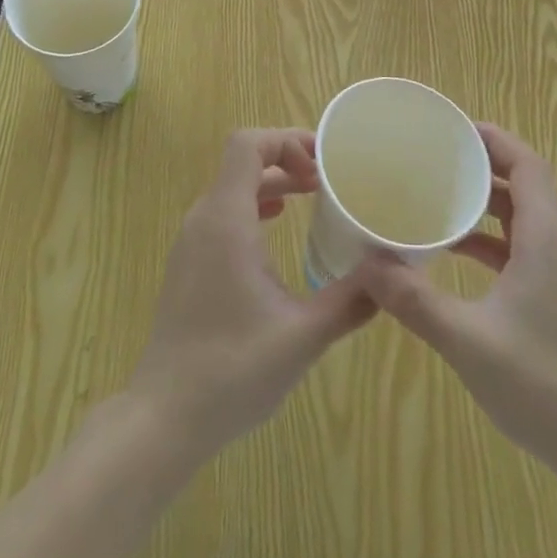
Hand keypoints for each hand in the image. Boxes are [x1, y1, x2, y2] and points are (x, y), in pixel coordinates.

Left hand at [126, 128, 375, 461]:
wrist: (163, 418)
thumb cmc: (233, 369)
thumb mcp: (304, 335)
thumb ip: (351, 299)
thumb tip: (393, 273)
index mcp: (226, 218)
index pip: (248, 144)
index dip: (287, 139)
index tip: (325, 161)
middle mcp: (204, 218)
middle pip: (243, 161)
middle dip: (287, 159)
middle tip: (329, 178)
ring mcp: (191, 241)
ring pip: (232, 187)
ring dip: (272, 181)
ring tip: (312, 195)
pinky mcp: (189, 263)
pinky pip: (223, 212)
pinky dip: (254, 205)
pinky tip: (278, 226)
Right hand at [362, 123, 556, 490]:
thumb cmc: (542, 385)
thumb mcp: (467, 340)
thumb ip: (414, 300)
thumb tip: (364, 264)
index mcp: (544, 238)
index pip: (527, 164)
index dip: (494, 139)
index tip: (452, 129)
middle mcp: (555, 245)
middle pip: (524, 184)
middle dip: (482, 164)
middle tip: (434, 157)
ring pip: (521, 217)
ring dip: (484, 202)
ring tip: (437, 195)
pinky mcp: (554, 298)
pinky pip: (519, 247)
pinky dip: (488, 238)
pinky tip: (452, 252)